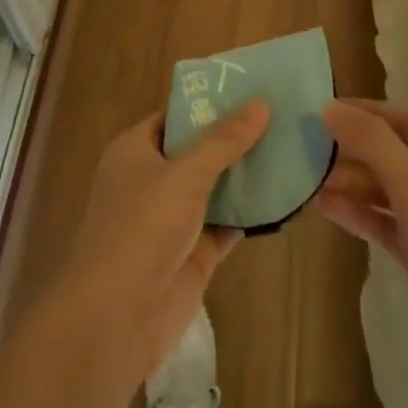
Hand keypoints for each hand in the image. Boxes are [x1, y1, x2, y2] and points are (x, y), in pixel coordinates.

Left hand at [47, 102, 270, 383]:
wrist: (116, 318)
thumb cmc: (141, 228)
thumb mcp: (184, 174)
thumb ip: (224, 140)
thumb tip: (261, 103)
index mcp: (136, 150)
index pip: (176, 115)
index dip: (210, 103)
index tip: (251, 89)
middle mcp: (152, 179)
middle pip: (199, 150)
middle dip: (235, 138)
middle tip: (282, 115)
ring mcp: (173, 218)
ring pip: (215, 187)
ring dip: (246, 174)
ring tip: (291, 147)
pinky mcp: (193, 253)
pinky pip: (226, 223)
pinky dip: (250, 212)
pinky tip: (284, 196)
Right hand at [318, 99, 407, 407]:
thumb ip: (371, 142)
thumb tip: (330, 107)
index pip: (396, 116)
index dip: (357, 112)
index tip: (314, 111)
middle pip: (389, 150)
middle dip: (349, 150)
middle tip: (302, 150)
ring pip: (386, 186)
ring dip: (350, 182)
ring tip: (306, 180)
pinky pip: (387, 220)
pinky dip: (360, 212)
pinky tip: (327, 208)